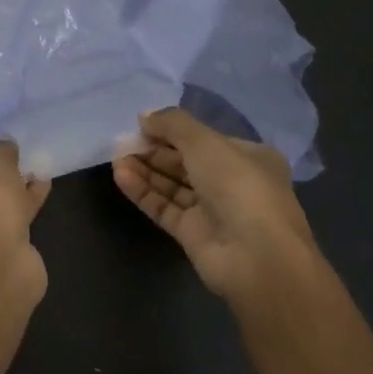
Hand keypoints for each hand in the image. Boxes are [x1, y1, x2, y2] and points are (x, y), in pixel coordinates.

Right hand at [113, 107, 320, 305]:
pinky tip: (121, 176)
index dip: (172, 130)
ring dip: (145, 170)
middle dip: (155, 150)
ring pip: (173, 185)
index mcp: (248, 156)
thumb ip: (173, 124)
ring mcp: (213, 211)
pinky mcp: (193, 234)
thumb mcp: (206, 142)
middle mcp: (233, 182)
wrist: (256, 258)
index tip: (141, 124)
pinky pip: (164, 207)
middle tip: (123, 142)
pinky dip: (144, 192)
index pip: (204, 139)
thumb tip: (144, 115)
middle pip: (186, 161)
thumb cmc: (239, 187)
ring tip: (116, 158)